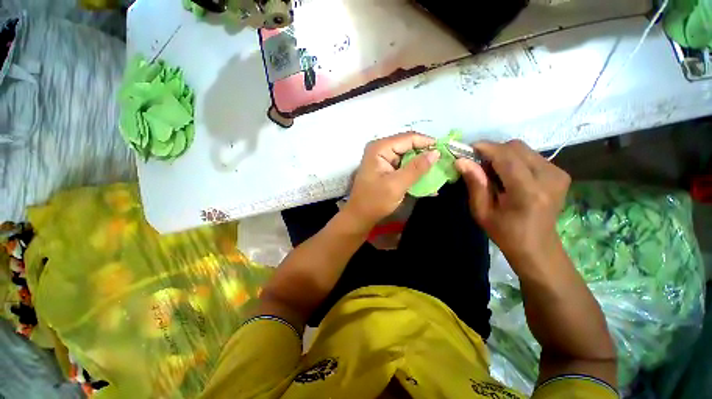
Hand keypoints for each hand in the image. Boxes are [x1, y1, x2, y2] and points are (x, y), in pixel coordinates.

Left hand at [345, 132, 438, 230]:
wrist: (360, 216)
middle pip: (409, 145)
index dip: (428, 143)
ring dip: (421, 165)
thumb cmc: (375, 201)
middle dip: (425, 155)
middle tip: (443, 163)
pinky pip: (404, 165)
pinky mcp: (386, 168)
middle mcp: (381, 149)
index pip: (408, 138)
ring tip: (438, 171)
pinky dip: (414, 172)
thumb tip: (436, 153)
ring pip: (408, 156)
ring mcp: (383, 159)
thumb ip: (416, 168)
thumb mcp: (397, 185)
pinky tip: (426, 179)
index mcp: (380, 148)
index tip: (446, 151)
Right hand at [455, 140, 570, 265]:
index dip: (485, 148)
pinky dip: (513, 160)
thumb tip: (462, 161)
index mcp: (528, 191)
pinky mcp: (560, 173)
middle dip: (492, 151)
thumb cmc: (505, 232)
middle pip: (516, 147)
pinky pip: (530, 155)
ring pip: (523, 149)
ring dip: (502, 155)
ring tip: (492, 172)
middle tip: (477, 164)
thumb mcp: (482, 211)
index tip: (467, 149)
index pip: (506, 156)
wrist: (537, 246)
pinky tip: (507, 175)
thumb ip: (475, 184)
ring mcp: (558, 173)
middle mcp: (549, 177)